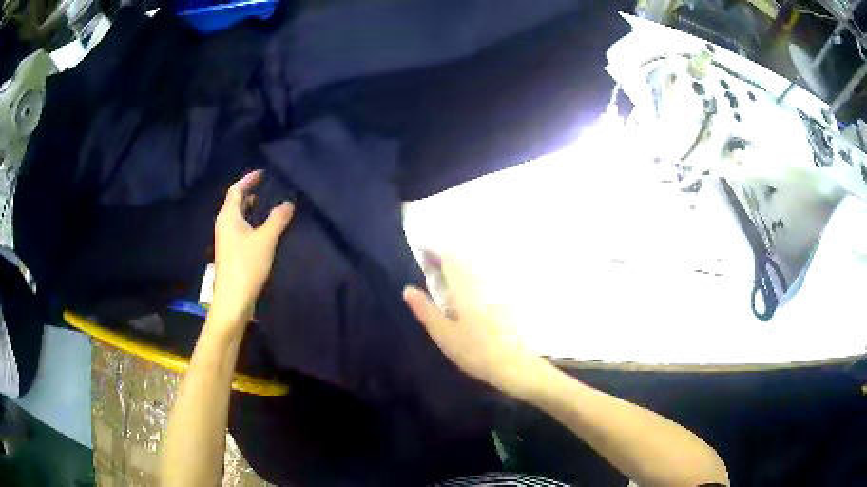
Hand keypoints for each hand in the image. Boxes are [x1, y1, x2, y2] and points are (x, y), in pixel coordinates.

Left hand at [210, 170, 293, 333]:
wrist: (233, 299)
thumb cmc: (246, 265)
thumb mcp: (266, 240)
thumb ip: (278, 219)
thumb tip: (288, 203)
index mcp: (228, 216)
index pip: (236, 190)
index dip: (249, 179)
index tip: (263, 173)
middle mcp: (224, 224)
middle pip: (235, 202)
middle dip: (250, 192)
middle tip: (267, 187)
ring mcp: (225, 239)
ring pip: (237, 216)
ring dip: (250, 208)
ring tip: (267, 204)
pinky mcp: (229, 252)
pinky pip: (239, 228)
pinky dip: (250, 222)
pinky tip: (262, 229)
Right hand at [403, 252, 552, 398]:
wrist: (512, 364)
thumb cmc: (474, 350)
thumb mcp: (443, 333)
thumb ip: (425, 309)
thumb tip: (408, 289)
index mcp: (464, 288)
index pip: (449, 259)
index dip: (434, 252)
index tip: (422, 251)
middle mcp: (482, 283)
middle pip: (464, 261)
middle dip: (446, 259)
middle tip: (432, 265)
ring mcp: (496, 292)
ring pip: (476, 270)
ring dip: (460, 268)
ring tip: (447, 277)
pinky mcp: (504, 303)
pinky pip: (485, 281)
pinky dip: (472, 280)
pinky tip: (468, 294)